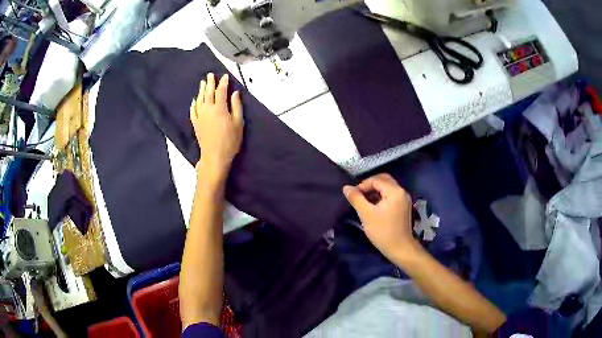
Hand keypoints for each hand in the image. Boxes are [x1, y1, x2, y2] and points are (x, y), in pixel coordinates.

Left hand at [191, 73, 243, 179]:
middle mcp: (207, 109)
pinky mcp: (195, 124)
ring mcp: (200, 116)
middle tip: (210, 75)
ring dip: (201, 90)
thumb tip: (235, 93)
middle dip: (210, 82)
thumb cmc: (230, 140)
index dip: (223, 83)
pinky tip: (194, 100)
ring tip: (202, 83)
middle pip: (208, 92)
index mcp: (219, 108)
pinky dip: (193, 104)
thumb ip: (236, 106)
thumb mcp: (238, 123)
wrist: (214, 156)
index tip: (225, 76)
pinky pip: (192, 111)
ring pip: (199, 99)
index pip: (221, 91)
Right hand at [343, 173, 419, 261]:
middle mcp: (402, 191)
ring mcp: (404, 199)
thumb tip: (346, 188)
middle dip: (370, 185)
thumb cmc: (383, 231)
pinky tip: (373, 206)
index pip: (376, 180)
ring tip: (364, 201)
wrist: (400, 248)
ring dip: (375, 191)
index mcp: (394, 191)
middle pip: (384, 180)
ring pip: (388, 187)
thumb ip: (356, 199)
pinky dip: (381, 196)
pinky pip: (391, 195)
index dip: (363, 185)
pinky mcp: (404, 206)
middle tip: (358, 195)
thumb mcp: (366, 214)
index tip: (353, 195)